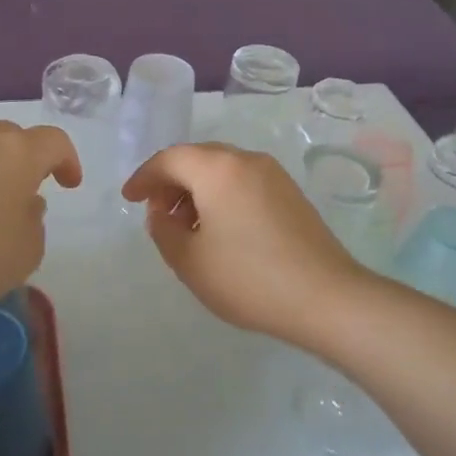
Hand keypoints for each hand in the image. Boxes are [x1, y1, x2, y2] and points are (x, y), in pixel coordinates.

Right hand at [121, 143, 363, 344]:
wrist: (325, 297)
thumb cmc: (248, 278)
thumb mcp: (189, 261)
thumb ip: (163, 231)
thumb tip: (162, 214)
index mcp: (218, 168)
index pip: (170, 159)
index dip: (144, 177)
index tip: (129, 199)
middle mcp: (247, 160)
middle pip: (198, 159)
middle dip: (171, 182)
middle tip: (155, 214)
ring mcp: (274, 175)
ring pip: (223, 171)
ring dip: (197, 191)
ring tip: (186, 228)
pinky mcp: (291, 194)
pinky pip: (244, 183)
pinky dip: (222, 197)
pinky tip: (219, 231)